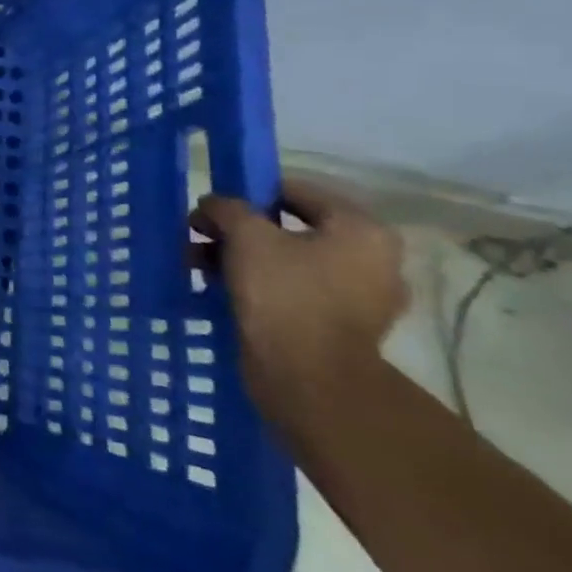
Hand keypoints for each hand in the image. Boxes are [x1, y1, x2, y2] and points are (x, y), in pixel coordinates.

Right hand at [190, 177, 407, 424]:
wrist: (307, 378)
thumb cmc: (284, 294)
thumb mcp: (246, 236)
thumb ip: (227, 208)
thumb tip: (213, 203)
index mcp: (362, 230)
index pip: (297, 192)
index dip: (249, 193)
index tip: (213, 206)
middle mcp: (372, 260)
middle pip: (291, 229)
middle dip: (240, 231)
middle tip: (200, 235)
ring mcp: (360, 298)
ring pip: (289, 262)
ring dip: (242, 258)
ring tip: (199, 264)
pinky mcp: (340, 328)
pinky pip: (293, 292)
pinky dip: (258, 286)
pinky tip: (222, 289)